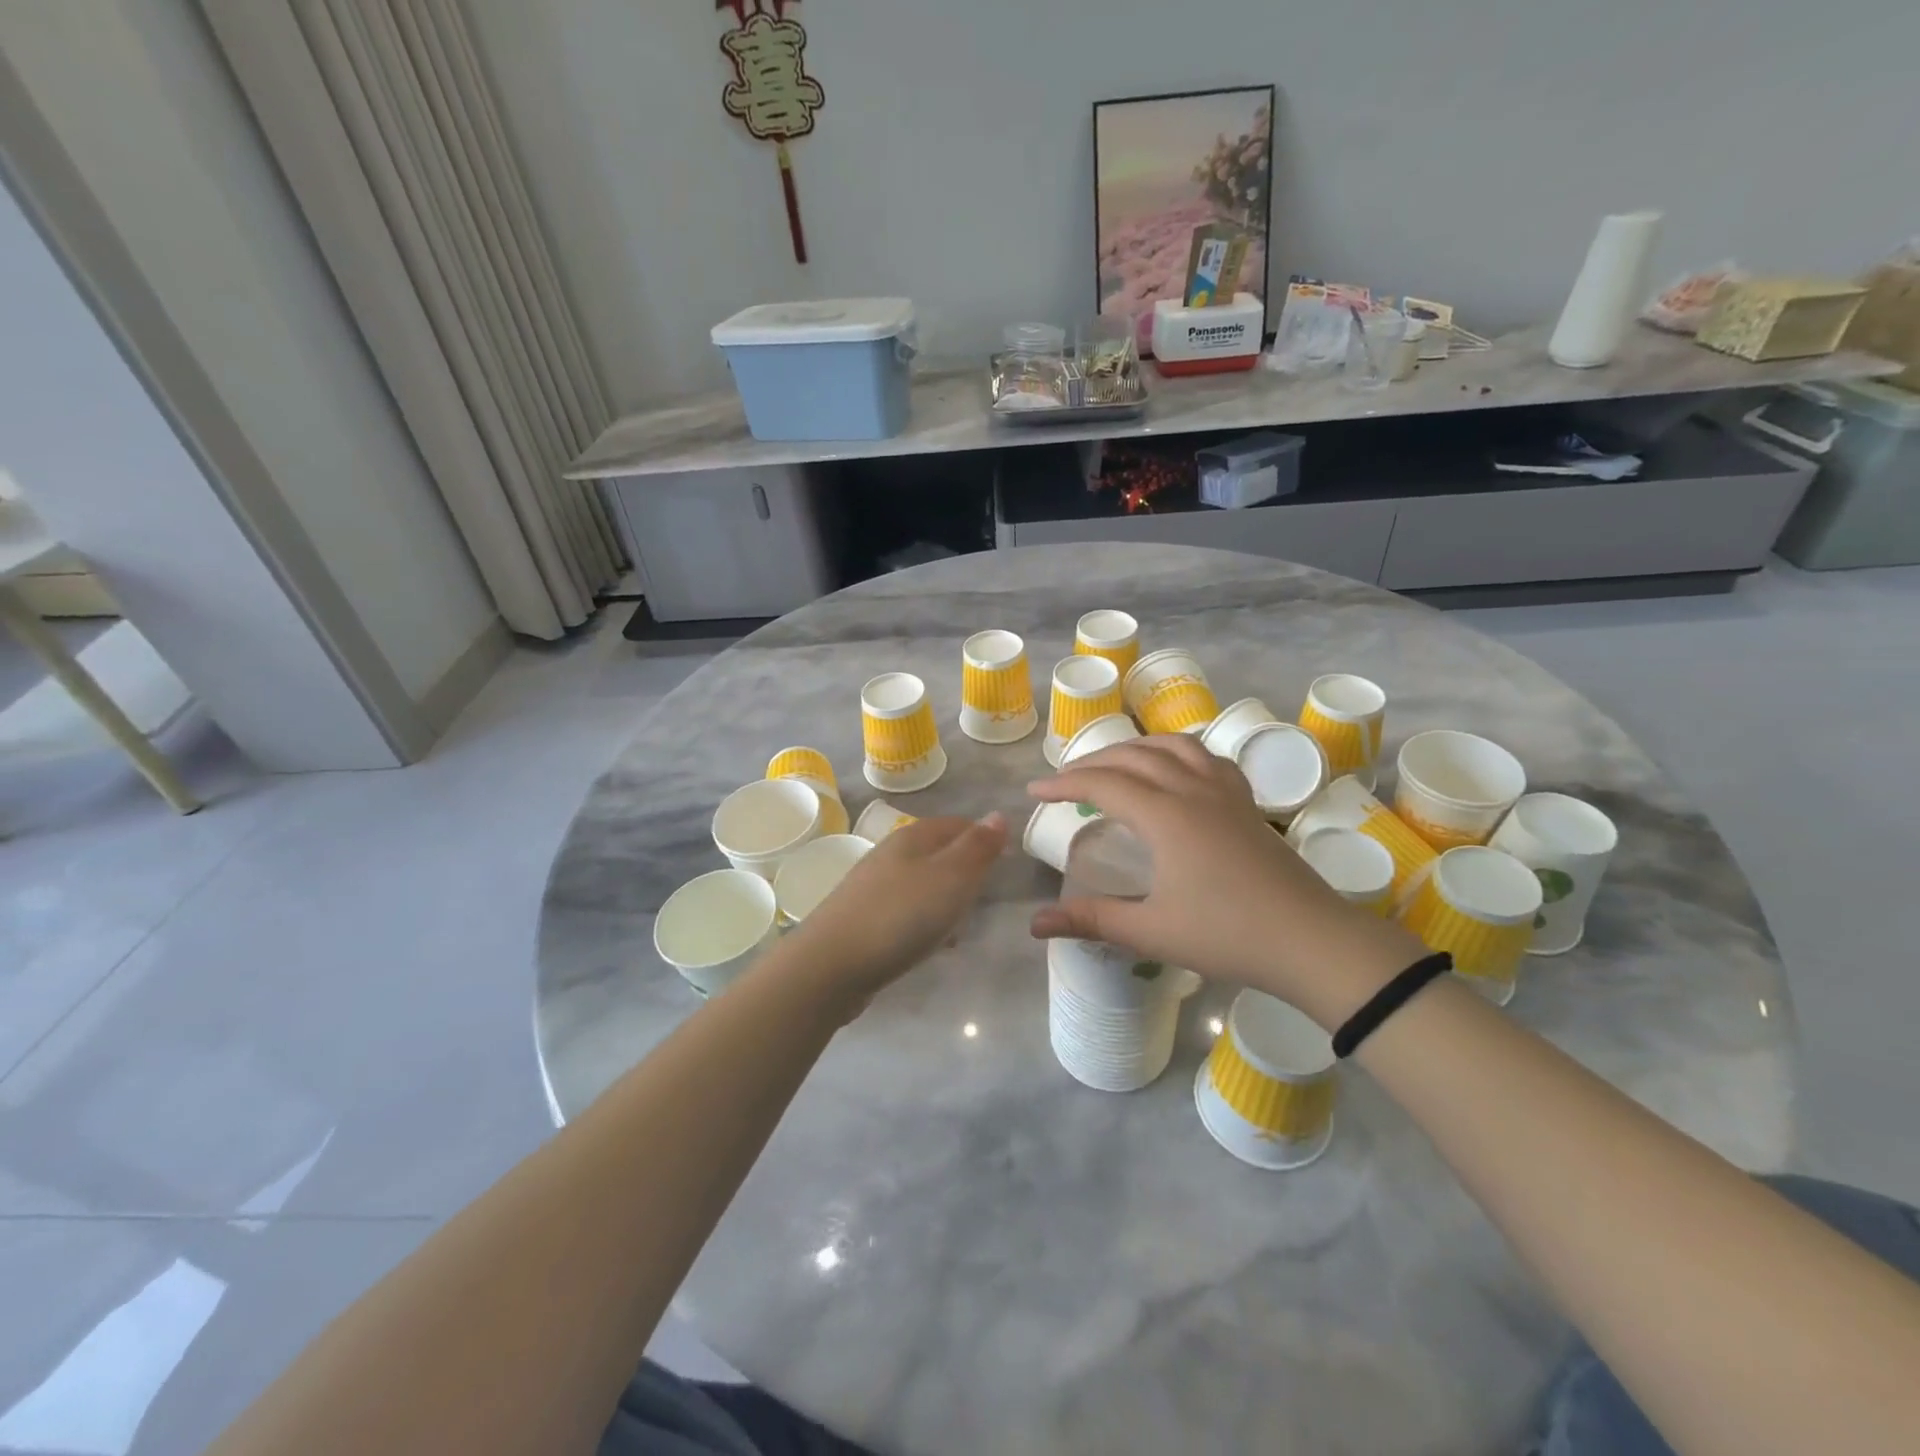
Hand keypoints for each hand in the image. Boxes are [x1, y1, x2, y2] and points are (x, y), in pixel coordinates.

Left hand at [782, 813, 1007, 1011]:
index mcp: (913, 836)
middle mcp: (891, 854)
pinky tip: (930, 944)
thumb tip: (998, 815)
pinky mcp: (864, 918)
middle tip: (986, 896)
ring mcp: (873, 886)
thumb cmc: (901, 915)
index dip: (984, 839)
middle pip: (938, 853)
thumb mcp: (951, 877)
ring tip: (962, 924)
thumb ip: (977, 847)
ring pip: (922, 882)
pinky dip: (924, 921)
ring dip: (945, 899)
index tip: (1006, 864)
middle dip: (965, 871)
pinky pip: (906, 910)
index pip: (958, 824)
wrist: (832, 965)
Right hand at [1027, 737, 1418, 1021]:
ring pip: (1172, 746)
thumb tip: (1033, 924)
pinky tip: (1175, 770)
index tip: (1034, 792)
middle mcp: (1192, 789)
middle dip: (1091, 763)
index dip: (1063, 784)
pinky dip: (1178, 752)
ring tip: (1113, 763)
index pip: (1102, 784)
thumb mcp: (1151, 931)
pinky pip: (1207, 757)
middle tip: (1063, 781)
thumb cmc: (1227, 935)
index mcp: (1165, 815)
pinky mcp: (1247, 802)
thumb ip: (1091, 919)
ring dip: (1135, 748)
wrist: (1311, 940)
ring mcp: (1225, 791)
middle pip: (1132, 758)